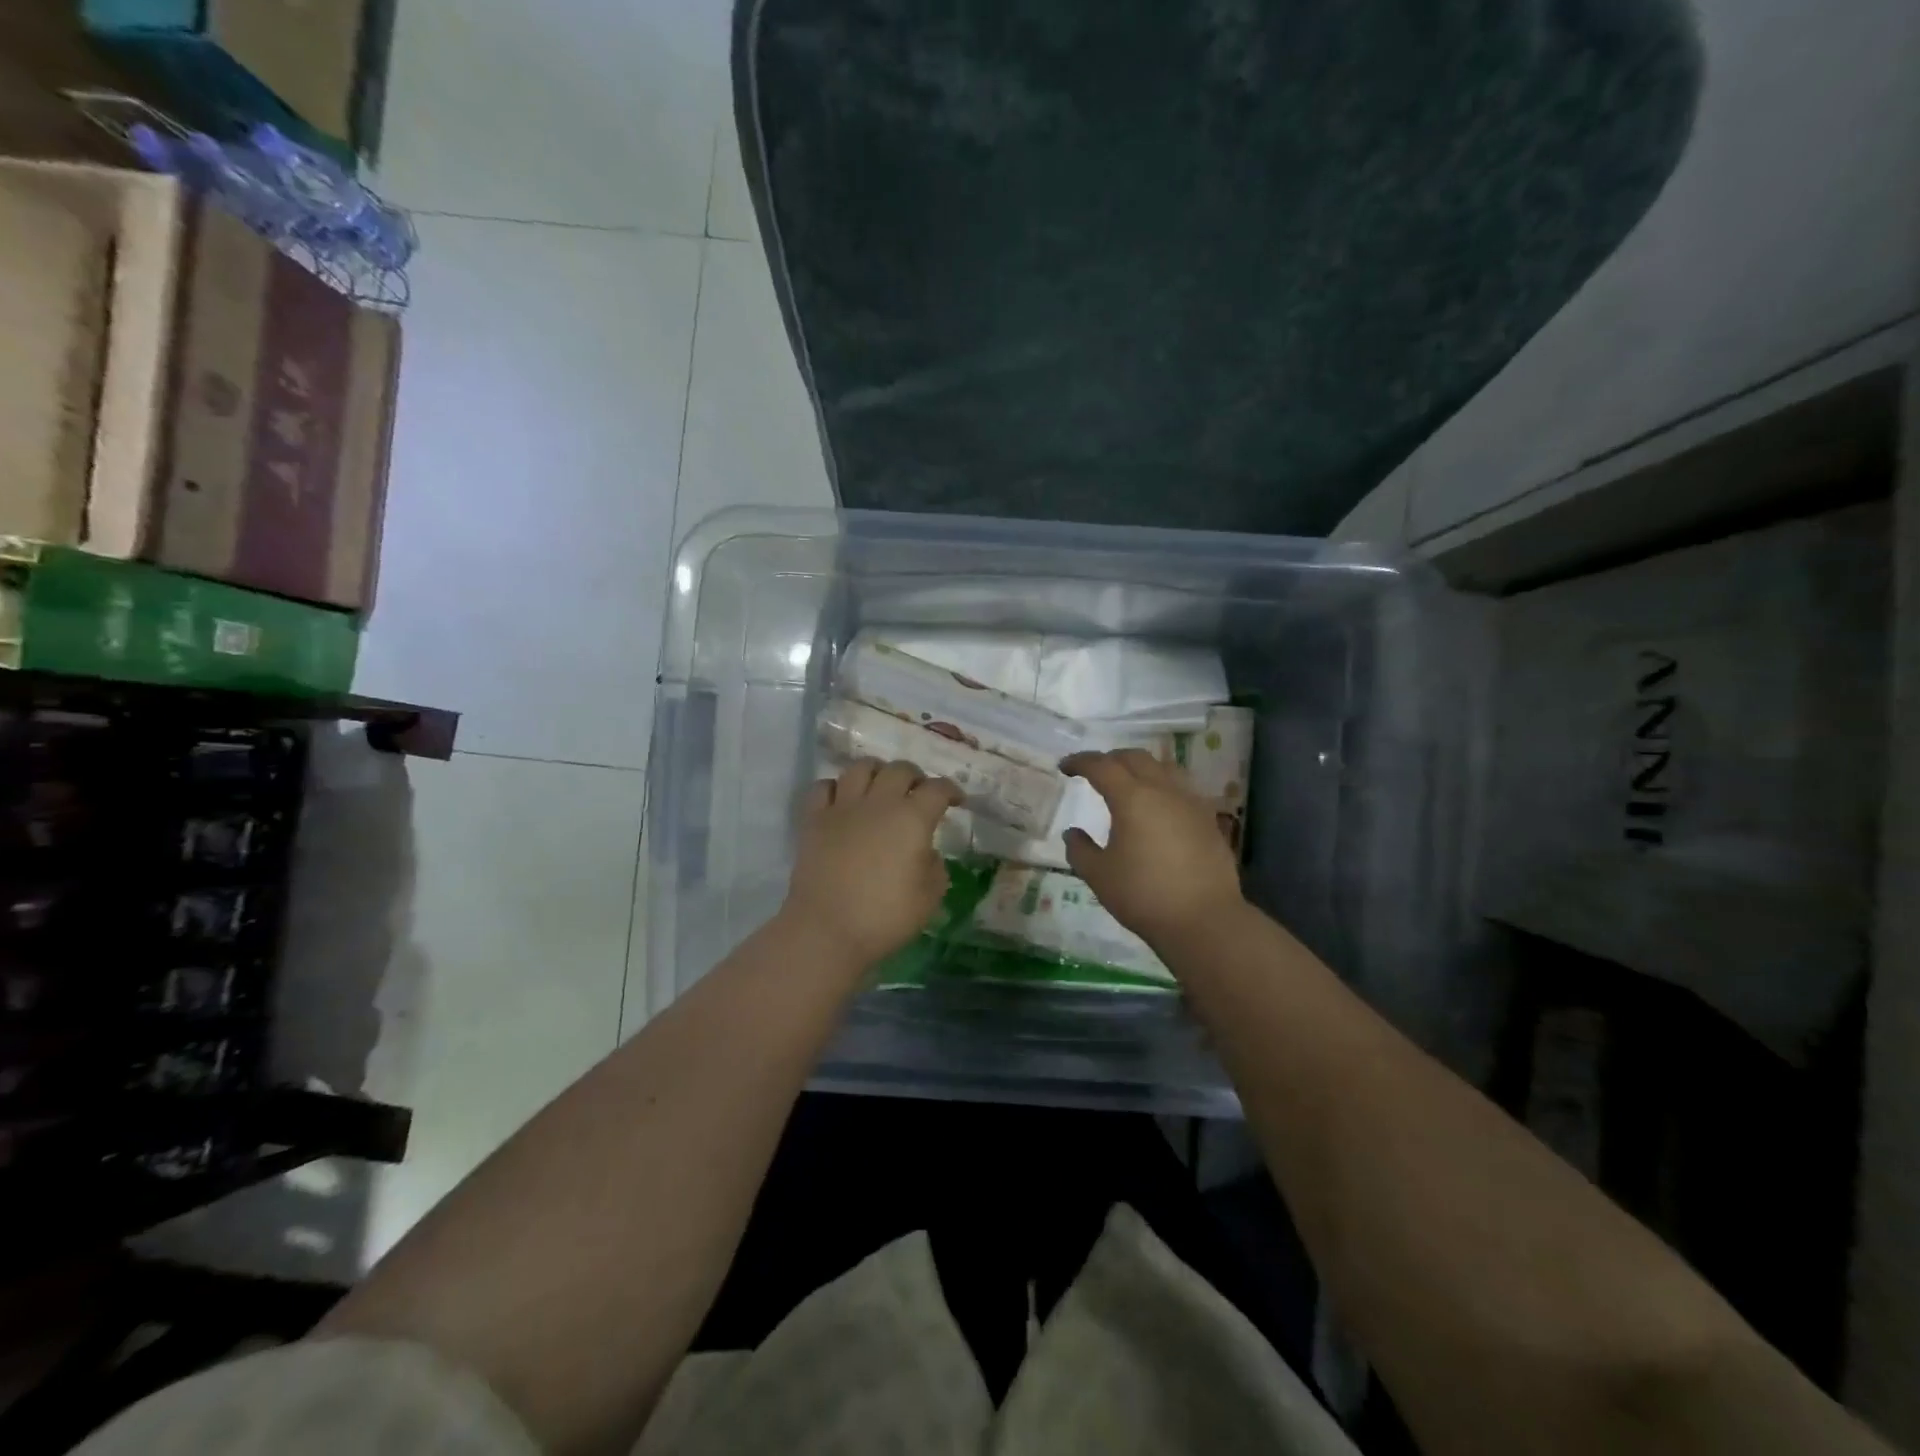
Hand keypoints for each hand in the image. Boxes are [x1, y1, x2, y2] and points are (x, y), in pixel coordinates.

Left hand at [781, 758, 963, 969]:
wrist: (827, 929)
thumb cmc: (885, 917)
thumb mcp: (930, 897)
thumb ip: (935, 867)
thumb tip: (925, 853)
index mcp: (912, 818)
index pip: (938, 789)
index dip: (951, 790)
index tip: (956, 800)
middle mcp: (879, 802)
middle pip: (900, 769)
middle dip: (915, 777)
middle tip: (918, 793)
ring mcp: (843, 807)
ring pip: (861, 767)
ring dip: (877, 772)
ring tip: (880, 788)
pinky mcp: (814, 819)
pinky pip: (823, 787)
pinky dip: (836, 788)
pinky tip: (842, 801)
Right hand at [1061, 749, 1245, 947]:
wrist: (1204, 920)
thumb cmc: (1144, 895)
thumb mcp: (1099, 875)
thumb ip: (1080, 850)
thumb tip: (1073, 833)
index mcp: (1132, 798)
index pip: (1102, 766)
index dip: (1080, 762)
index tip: (1065, 767)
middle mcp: (1163, 790)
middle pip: (1135, 758)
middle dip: (1110, 759)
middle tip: (1094, 772)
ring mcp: (1191, 802)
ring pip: (1164, 767)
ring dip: (1141, 767)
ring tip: (1129, 783)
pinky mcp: (1208, 819)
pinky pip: (1182, 788)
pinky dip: (1163, 786)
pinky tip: (1159, 807)